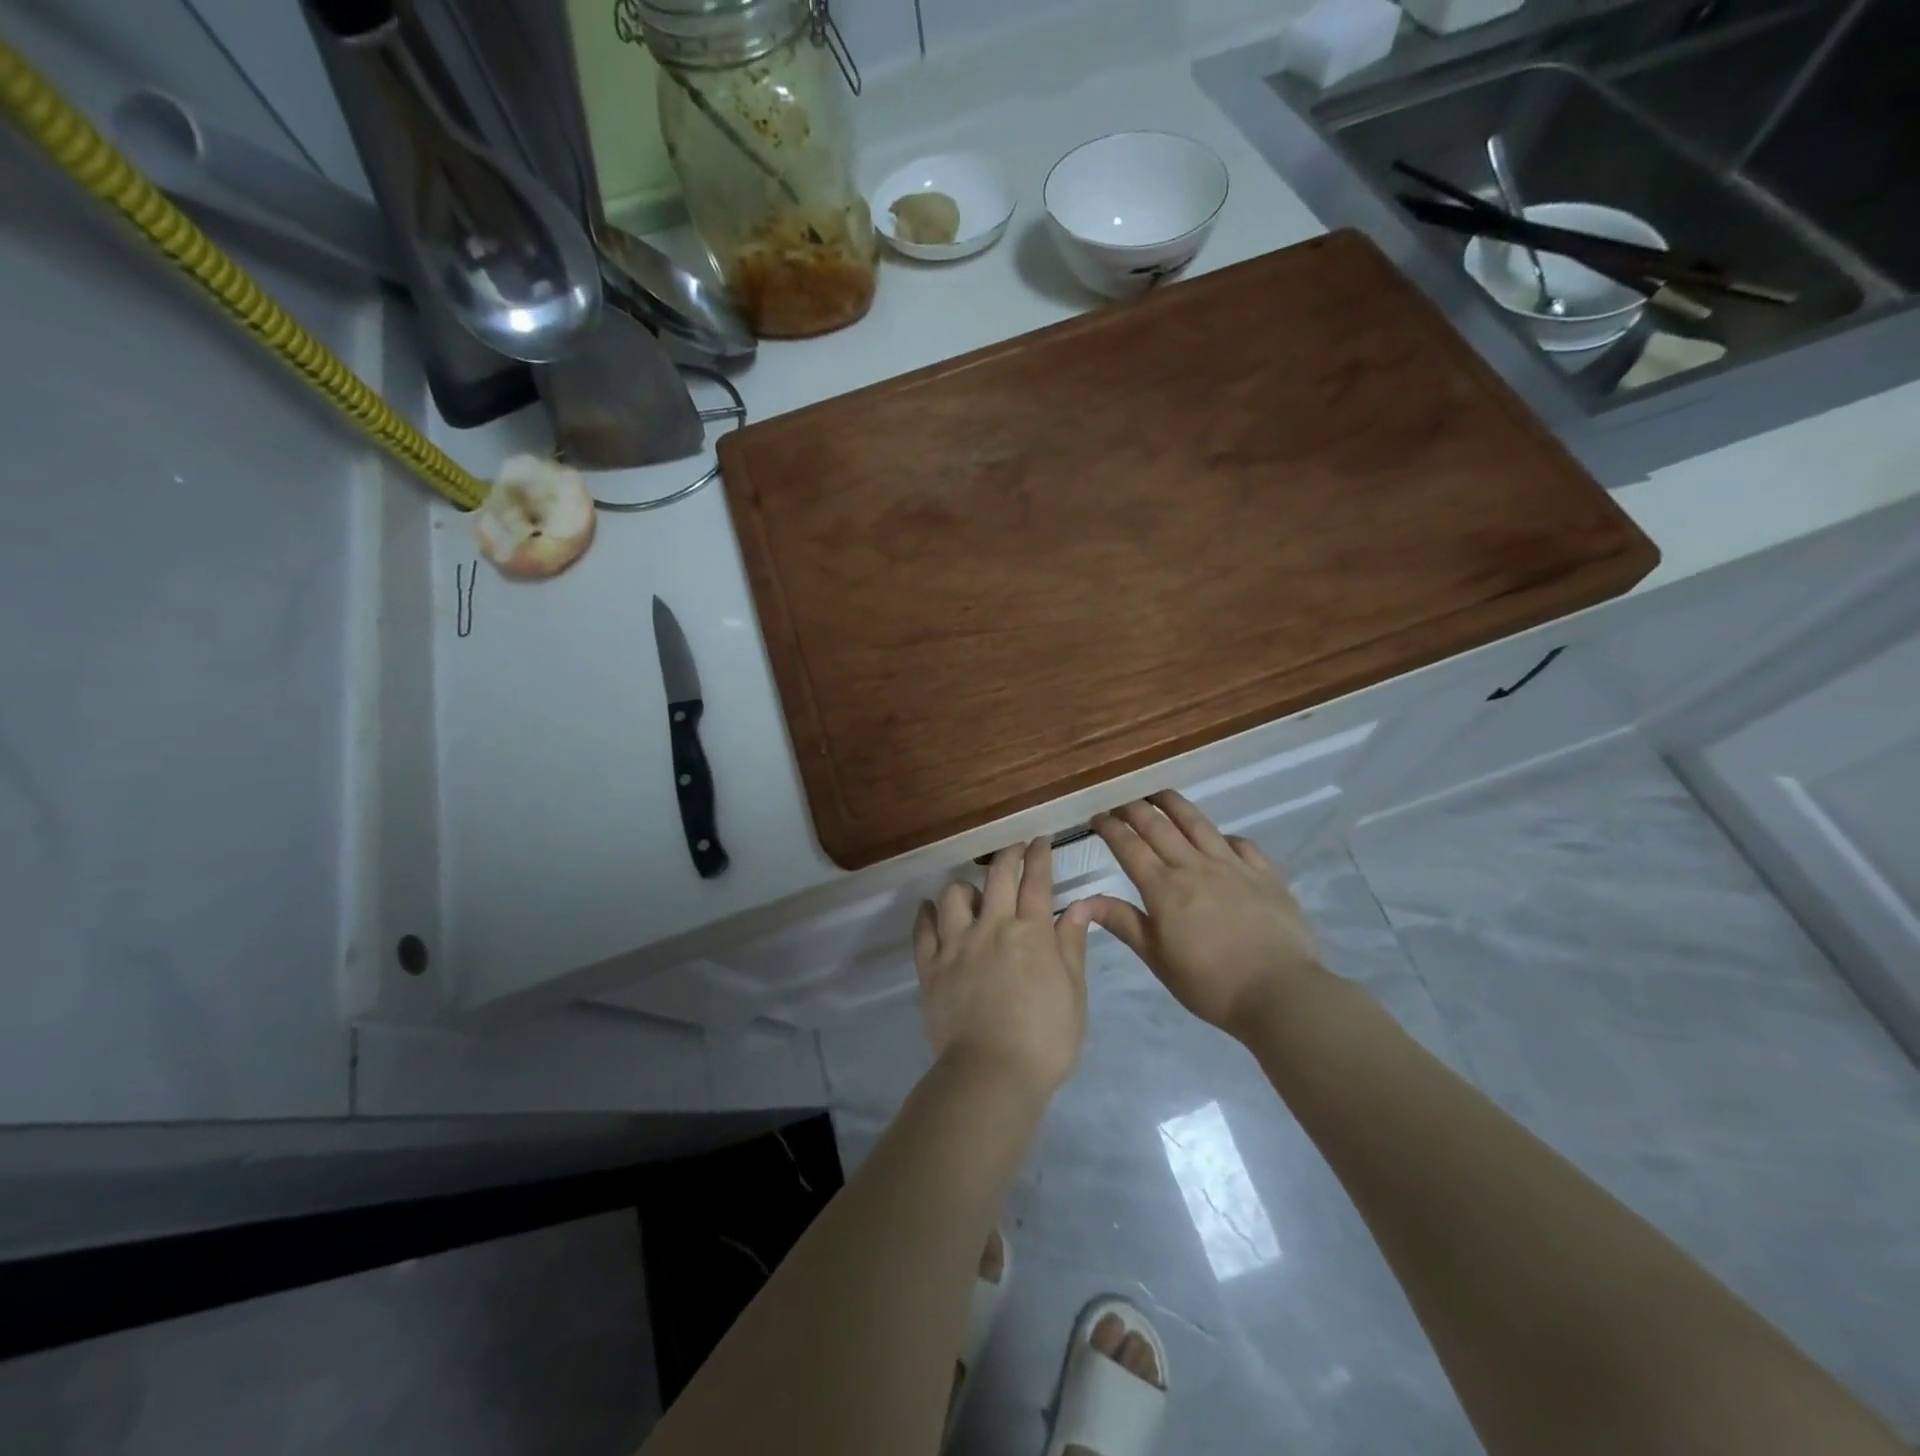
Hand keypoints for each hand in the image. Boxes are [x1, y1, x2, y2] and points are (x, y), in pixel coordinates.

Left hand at [913, 839, 1093, 1098]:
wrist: (992, 1074)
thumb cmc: (1045, 1039)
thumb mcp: (1074, 993)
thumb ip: (1072, 945)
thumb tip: (1079, 906)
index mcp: (1031, 932)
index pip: (1036, 881)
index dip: (1039, 856)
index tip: (1040, 840)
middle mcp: (992, 927)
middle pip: (998, 877)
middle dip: (1008, 855)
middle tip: (1015, 848)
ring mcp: (957, 944)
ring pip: (954, 895)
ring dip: (966, 886)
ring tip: (972, 893)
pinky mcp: (930, 966)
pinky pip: (923, 929)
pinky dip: (926, 914)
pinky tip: (929, 908)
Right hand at [1083, 792, 1328, 1037]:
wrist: (1280, 993)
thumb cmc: (1209, 984)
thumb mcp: (1157, 958)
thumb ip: (1122, 922)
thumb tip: (1079, 901)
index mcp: (1164, 888)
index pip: (1129, 846)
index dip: (1110, 827)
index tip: (1096, 816)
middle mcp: (1194, 866)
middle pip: (1158, 826)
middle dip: (1134, 808)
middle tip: (1121, 799)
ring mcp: (1232, 865)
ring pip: (1197, 823)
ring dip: (1174, 804)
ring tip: (1159, 794)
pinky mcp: (1264, 873)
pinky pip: (1240, 843)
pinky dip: (1223, 836)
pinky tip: (1219, 839)